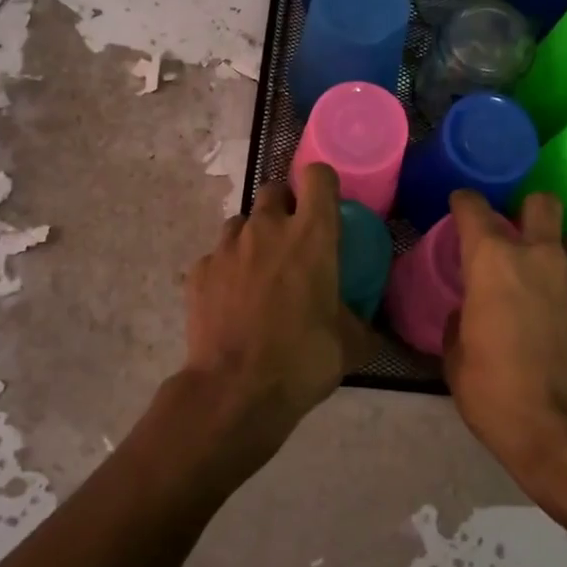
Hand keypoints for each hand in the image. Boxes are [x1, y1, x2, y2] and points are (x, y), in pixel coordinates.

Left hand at [174, 163, 370, 466]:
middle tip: (292, 241)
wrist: (236, 391)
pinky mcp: (199, 271)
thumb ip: (360, 322)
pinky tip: (232, 300)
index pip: (318, 176)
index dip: (323, 184)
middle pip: (274, 191)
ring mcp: (227, 247)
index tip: (326, 204)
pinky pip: (216, 257)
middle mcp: (267, 229)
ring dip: (253, 236)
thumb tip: (367, 325)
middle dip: (284, 207)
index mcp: (311, 235)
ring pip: (241, 221)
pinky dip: (226, 270)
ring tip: (259, 271)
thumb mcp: (350, 344)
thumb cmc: (303, 359)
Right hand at [444, 188, 566, 495]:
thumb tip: (468, 314)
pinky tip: (564, 321)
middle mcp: (541, 257)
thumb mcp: (458, 362)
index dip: (465, 202)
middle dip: (526, 209)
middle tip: (514, 233)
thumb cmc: (500, 396)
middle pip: (541, 203)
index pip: (475, 208)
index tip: (460, 207)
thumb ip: (460, 323)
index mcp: (494, 262)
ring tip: (542, 279)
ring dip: (554, 251)